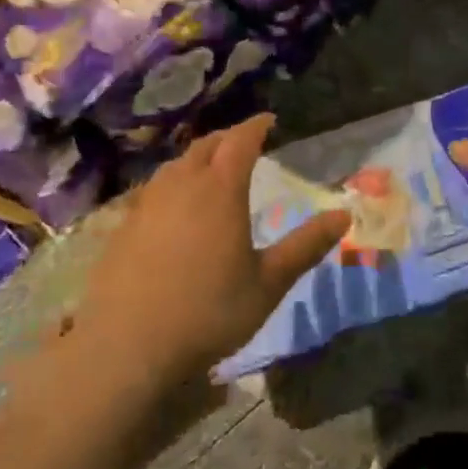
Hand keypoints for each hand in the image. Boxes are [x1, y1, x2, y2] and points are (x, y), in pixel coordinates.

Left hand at [73, 114, 348, 386]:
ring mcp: (146, 204)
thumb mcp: (268, 283)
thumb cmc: (208, 312)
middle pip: (205, 146)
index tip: (269, 120)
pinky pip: (153, 190)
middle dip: (227, 138)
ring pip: (175, 166)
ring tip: (211, 170)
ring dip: (197, 159)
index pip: (240, 141)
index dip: (256, 126)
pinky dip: (173, 185)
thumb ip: (306, 246)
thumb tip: (344, 215)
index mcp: (220, 190)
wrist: (127, 348)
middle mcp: (182, 185)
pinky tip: (174, 208)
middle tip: (244, 143)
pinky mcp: (123, 227)